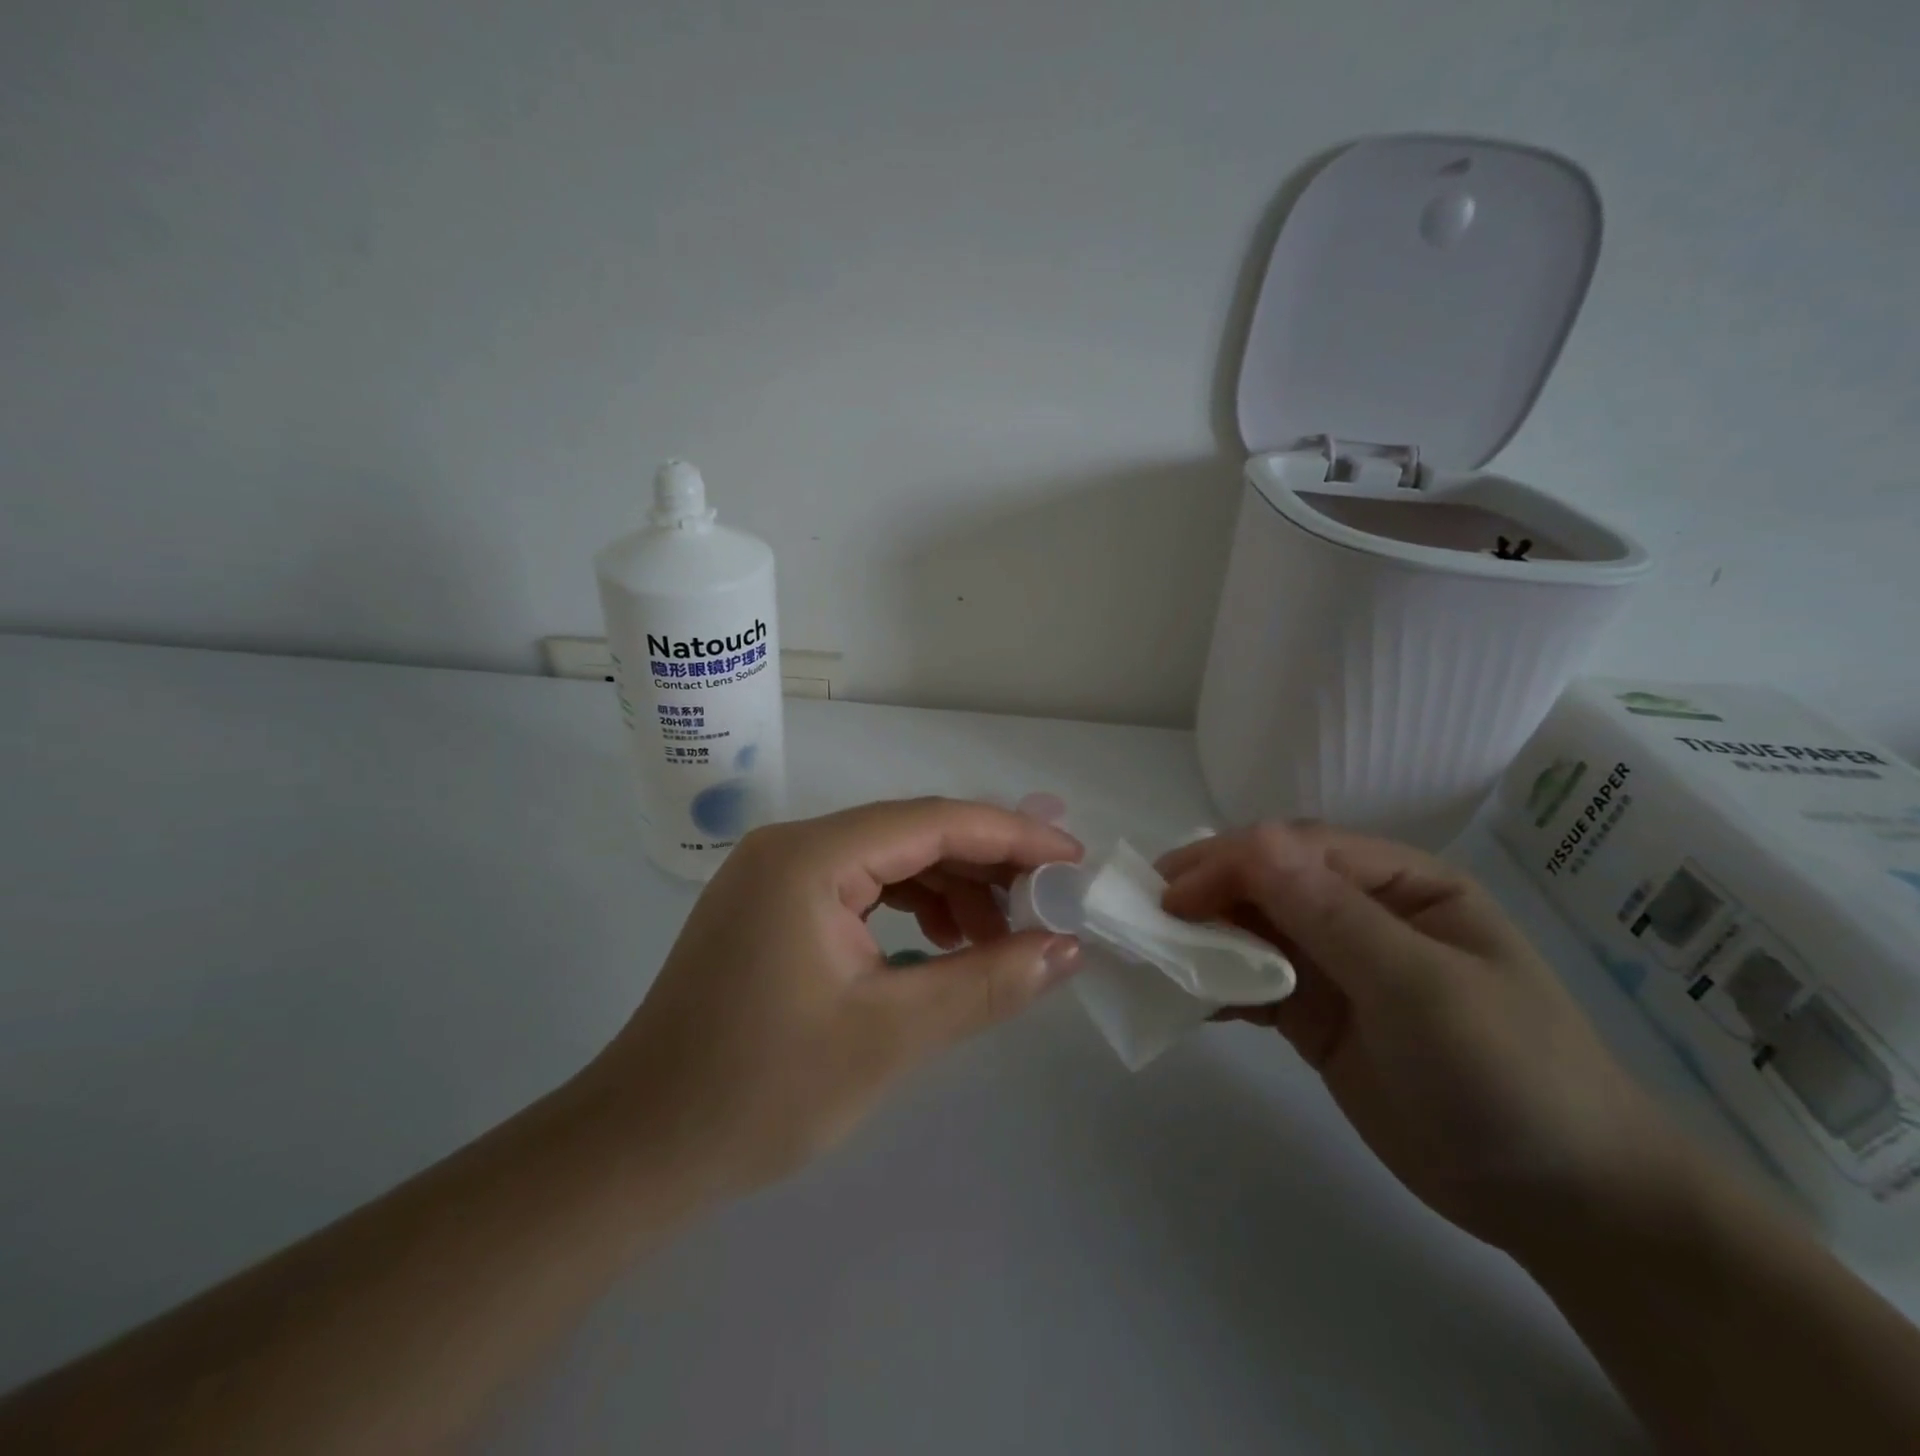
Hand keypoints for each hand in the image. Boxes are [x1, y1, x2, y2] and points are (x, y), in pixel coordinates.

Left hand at [581, 799, 1083, 1198]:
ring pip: (889, 861)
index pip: (934, 821)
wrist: (639, 1149)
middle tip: (1048, 907)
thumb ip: (987, 983)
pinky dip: (910, 910)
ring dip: (950, 891)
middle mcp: (792, 846)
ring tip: (999, 940)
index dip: (1013, 836)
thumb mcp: (890, 1036)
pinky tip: (941, 948)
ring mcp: (776, 875)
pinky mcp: (773, 907)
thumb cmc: (760, 1092)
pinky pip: (860, 889)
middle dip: (986, 865)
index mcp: (810, 857)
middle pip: (912, 833)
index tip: (1073, 860)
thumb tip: (1067, 947)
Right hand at [1157, 823, 1681, 1253]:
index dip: (1231, 862)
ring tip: (1151, 951)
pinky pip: (1253, 984)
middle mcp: (1361, 912)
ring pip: (1252, 930)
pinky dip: (1215, 986)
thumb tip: (1254, 839)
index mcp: (1399, 883)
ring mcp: (1336, 966)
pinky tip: (1183, 997)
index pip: (1298, 851)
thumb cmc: (1509, 1075)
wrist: (1563, 1204)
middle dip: (1206, 892)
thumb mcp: (1422, 989)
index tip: (1173, 894)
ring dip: (1202, 937)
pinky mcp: (1316, 1015)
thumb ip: (1333, 915)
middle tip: (1145, 914)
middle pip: (1267, 883)